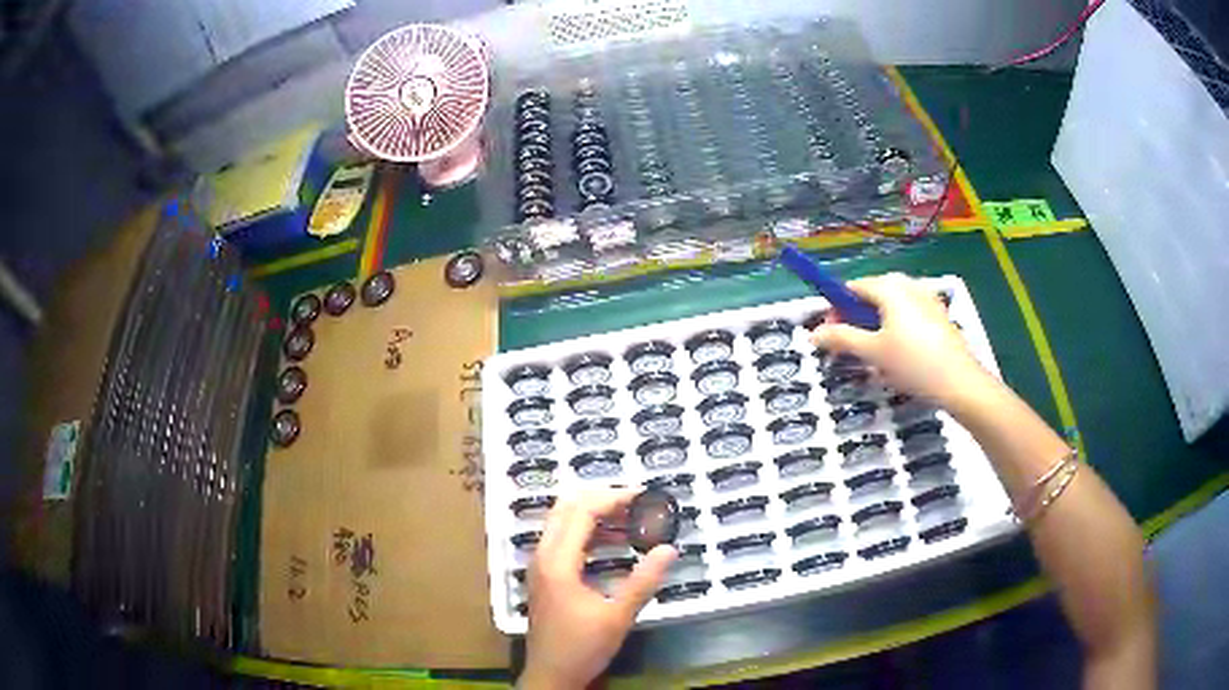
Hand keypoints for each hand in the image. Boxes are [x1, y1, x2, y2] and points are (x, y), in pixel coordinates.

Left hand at [520, 488, 677, 689]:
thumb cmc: (582, 647)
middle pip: (566, 507)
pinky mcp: (544, 575)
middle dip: (601, 498)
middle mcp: (543, 555)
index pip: (582, 511)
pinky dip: (586, 531)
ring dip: (593, 513)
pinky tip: (613, 542)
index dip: (613, 498)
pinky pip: (562, 538)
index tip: (644, 496)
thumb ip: (644, 581)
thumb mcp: (618, 617)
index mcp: (557, 562)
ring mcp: (540, 565)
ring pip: (561, 521)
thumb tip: (669, 548)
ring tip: (631, 517)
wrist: (551, 674)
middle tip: (637, 502)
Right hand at [809, 273, 990, 406]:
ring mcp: (927, 298)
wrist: (959, 383)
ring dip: (876, 323)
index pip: (853, 288)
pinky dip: (896, 327)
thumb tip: (813, 334)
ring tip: (875, 353)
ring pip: (891, 305)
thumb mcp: (872, 352)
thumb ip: (841, 339)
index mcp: (890, 287)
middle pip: (872, 294)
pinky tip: (900, 354)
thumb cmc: (913, 363)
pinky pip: (908, 313)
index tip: (830, 335)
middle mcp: (908, 284)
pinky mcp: (939, 314)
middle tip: (851, 345)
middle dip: (857, 317)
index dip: (836, 309)